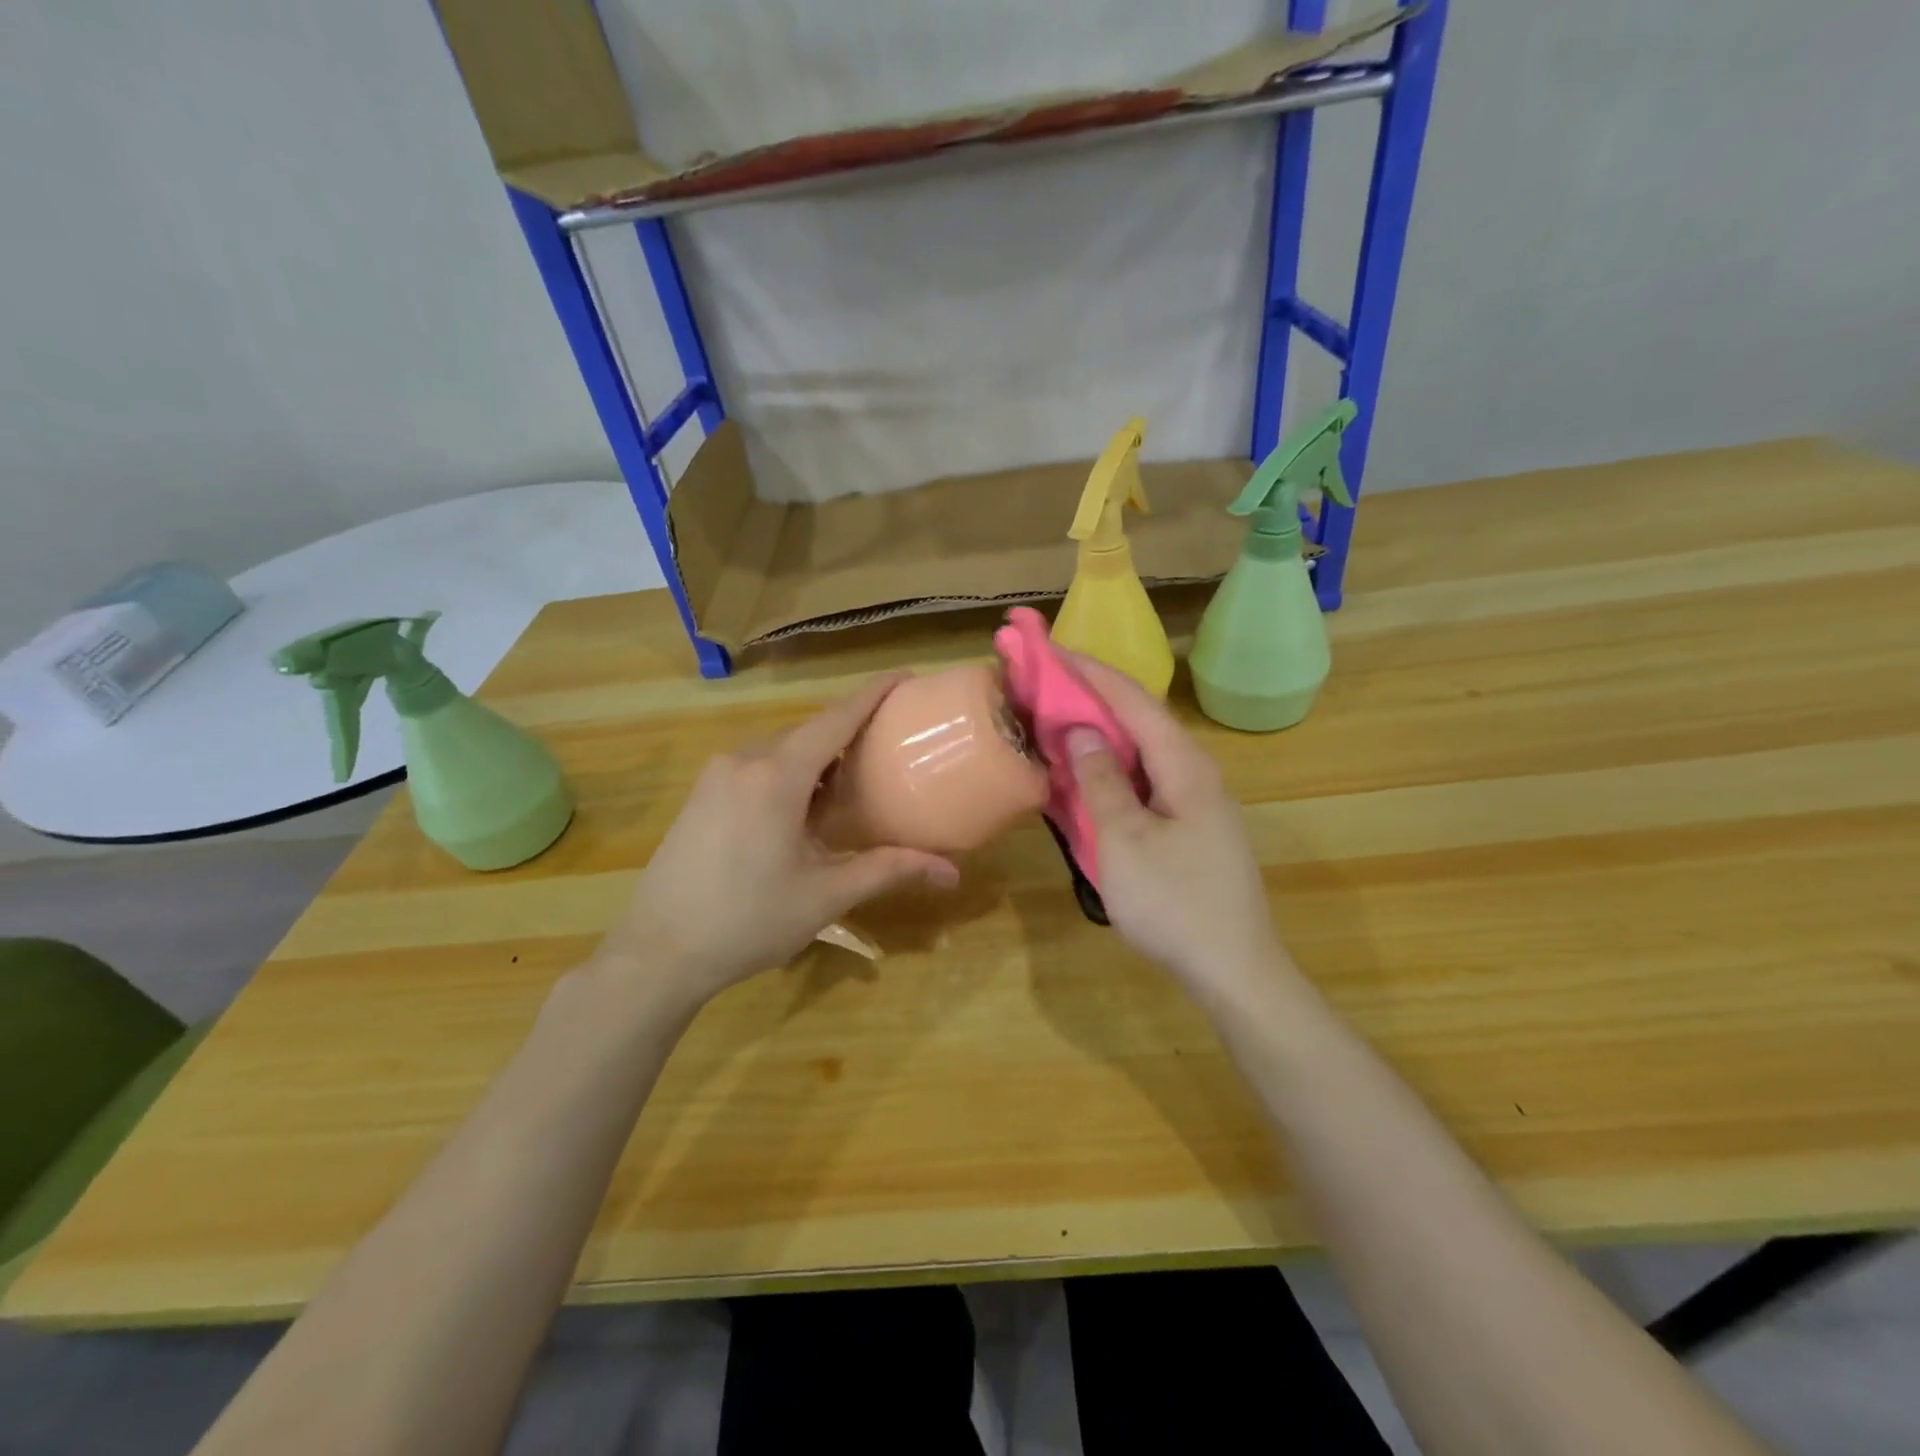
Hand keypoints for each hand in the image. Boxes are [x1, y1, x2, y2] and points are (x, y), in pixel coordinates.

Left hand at [599, 673, 959, 1008]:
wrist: (658, 952)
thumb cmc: (748, 921)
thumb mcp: (825, 895)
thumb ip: (888, 870)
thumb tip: (950, 871)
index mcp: (777, 776)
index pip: (835, 719)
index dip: (872, 694)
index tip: (903, 676)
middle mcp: (744, 761)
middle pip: (807, 735)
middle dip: (847, 735)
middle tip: (887, 749)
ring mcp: (715, 777)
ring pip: (779, 752)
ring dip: (816, 760)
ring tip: (849, 786)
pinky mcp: (700, 796)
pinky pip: (755, 768)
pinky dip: (787, 774)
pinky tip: (800, 810)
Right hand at [1062, 656, 1286, 1002]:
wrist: (1233, 969)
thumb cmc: (1174, 903)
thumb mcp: (1124, 841)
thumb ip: (1101, 781)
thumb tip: (1083, 731)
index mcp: (1184, 766)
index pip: (1133, 701)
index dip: (1090, 672)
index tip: (1051, 649)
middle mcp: (1195, 773)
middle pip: (1140, 720)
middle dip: (1094, 696)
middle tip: (1047, 682)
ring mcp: (1196, 801)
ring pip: (1142, 752)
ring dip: (1102, 733)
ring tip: (1060, 719)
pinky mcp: (1190, 827)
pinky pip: (1145, 780)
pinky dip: (1112, 768)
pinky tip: (1089, 775)